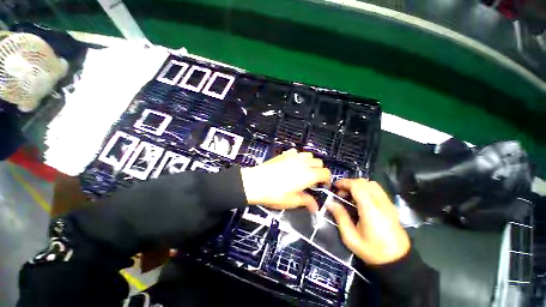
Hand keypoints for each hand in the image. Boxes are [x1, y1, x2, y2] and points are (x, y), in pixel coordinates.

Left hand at [241, 149, 330, 211]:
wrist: (255, 183)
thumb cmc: (275, 194)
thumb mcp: (292, 201)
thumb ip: (306, 201)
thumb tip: (315, 208)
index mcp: (309, 174)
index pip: (325, 173)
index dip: (326, 180)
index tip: (322, 186)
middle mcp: (303, 162)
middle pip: (319, 162)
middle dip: (319, 170)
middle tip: (312, 180)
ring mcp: (293, 156)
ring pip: (308, 155)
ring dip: (309, 162)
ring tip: (303, 171)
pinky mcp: (284, 154)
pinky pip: (296, 152)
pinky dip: (298, 157)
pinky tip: (291, 164)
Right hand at [327, 179, 410, 264]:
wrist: (398, 261)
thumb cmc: (372, 251)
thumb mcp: (351, 237)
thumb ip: (340, 217)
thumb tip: (330, 203)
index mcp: (370, 209)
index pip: (357, 186)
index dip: (344, 183)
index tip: (335, 187)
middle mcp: (380, 202)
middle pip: (364, 182)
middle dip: (350, 184)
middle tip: (341, 193)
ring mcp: (388, 203)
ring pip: (372, 184)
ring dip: (359, 186)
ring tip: (350, 196)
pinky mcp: (391, 206)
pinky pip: (377, 190)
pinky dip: (366, 189)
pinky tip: (361, 200)